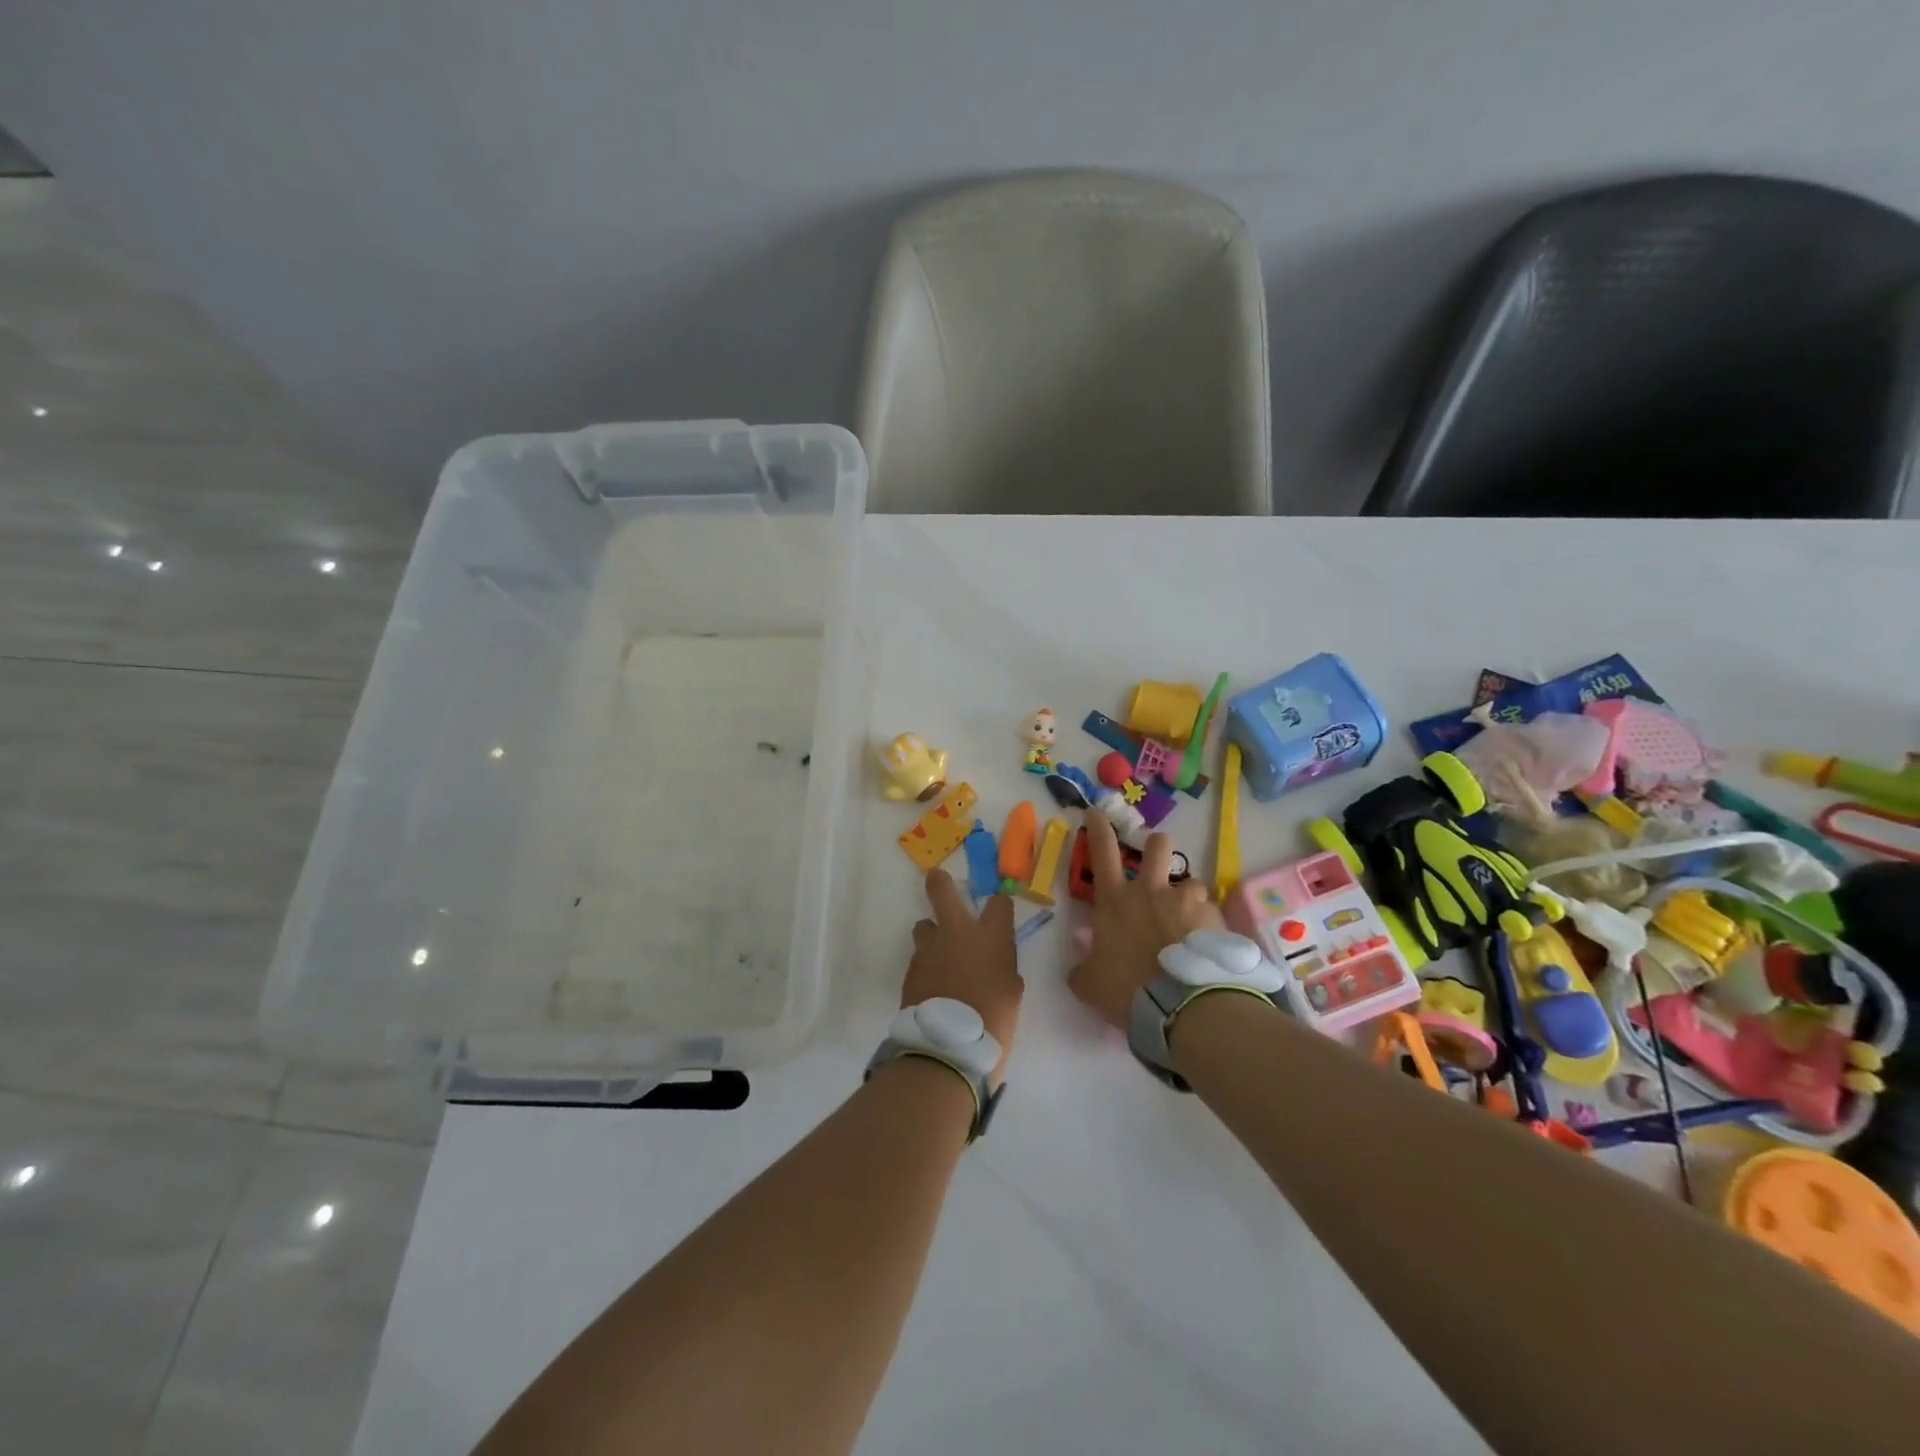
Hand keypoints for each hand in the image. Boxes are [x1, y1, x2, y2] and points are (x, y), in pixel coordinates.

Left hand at [903, 870, 1022, 1079]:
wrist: (949, 1046)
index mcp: (991, 936)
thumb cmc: (994, 1019)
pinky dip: (927, 964)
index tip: (999, 912)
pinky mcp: (911, 968)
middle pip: (942, 890)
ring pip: (925, 925)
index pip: (999, 902)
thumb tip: (993, 960)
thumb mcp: (1011, 990)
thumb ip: (1003, 965)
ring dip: (932, 934)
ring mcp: (930, 948)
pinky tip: (933, 982)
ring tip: (939, 954)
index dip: (999, 906)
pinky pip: (919, 956)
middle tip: (937, 878)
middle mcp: (957, 932)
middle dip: (939, 882)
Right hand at [1068, 809, 1224, 1030]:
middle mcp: (1151, 891)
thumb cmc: (1126, 990)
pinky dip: (1209, 927)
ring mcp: (1186, 901)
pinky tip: (1207, 949)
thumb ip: (1084, 968)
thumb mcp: (1090, 984)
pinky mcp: (1214, 918)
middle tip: (1159, 864)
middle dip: (1157, 846)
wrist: (1180, 1007)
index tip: (1097, 811)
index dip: (1099, 827)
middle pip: (1158, 846)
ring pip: (1191, 882)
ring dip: (1188, 899)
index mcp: (1115, 901)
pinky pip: (1212, 914)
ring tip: (1190, 924)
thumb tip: (1082, 963)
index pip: (1102, 851)